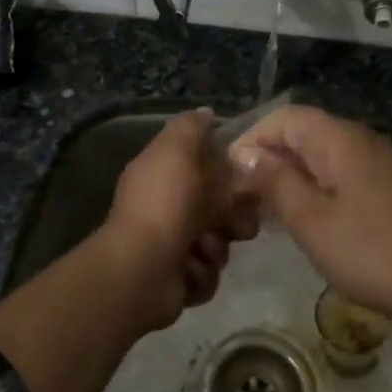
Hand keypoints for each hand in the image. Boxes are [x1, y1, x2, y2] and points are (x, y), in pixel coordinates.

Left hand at [99, 109, 259, 326]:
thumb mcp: (175, 151)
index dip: (230, 171)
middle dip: (233, 216)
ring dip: (216, 247)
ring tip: (202, 249)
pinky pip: (208, 273)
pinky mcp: (178, 279)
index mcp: (163, 175)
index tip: (248, 177)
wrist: (142, 271)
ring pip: (219, 242)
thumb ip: (191, 128)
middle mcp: (167, 207)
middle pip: (220, 207)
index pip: (206, 166)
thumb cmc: (162, 206)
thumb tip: (206, 112)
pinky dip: (201, 273)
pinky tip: (188, 271)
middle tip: (235, 224)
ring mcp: (171, 245)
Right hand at [230, 106, 391, 327]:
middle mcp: (361, 139)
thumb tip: (247, 154)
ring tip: (267, 208)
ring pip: (322, 153)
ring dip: (291, 173)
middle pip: (304, 131)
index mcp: (340, 139)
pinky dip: (316, 184)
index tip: (230, 174)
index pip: (284, 117)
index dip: (252, 138)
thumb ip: (274, 181)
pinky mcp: (391, 185)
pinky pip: (342, 170)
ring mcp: (380, 161)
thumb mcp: (310, 220)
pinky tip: (307, 216)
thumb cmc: (369, 252)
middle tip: (243, 195)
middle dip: (269, 156)